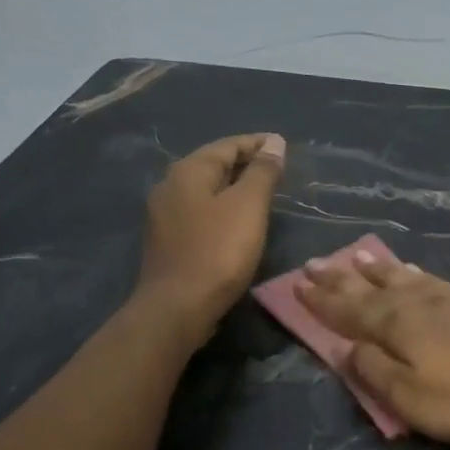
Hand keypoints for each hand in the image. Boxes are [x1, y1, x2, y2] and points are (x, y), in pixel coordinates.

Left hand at [137, 133, 285, 329]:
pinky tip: (238, 220)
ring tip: (262, 193)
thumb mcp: (249, 206)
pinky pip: (200, 211)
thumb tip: (274, 143)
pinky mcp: (169, 240)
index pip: (227, 145)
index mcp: (189, 171)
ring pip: (206, 189)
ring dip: (233, 186)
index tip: (283, 146)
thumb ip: (262, 172)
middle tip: (276, 168)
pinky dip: (222, 207)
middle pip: (213, 164)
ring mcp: (165, 215)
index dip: (257, 143)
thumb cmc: (218, 250)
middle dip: (245, 162)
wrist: (179, 306)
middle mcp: (170, 186)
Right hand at [294, 252, 449, 444]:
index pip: (347, 309)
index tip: (296, 283)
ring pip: (402, 277)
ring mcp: (448, 299)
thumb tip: (346, 348)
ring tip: (358, 257)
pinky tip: (412, 273)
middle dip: (341, 278)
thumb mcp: (409, 396)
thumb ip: (373, 371)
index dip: (321, 299)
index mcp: (395, 324)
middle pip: (371, 287)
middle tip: (316, 263)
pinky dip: (412, 273)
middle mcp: (416, 303)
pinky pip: (430, 280)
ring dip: (376, 269)